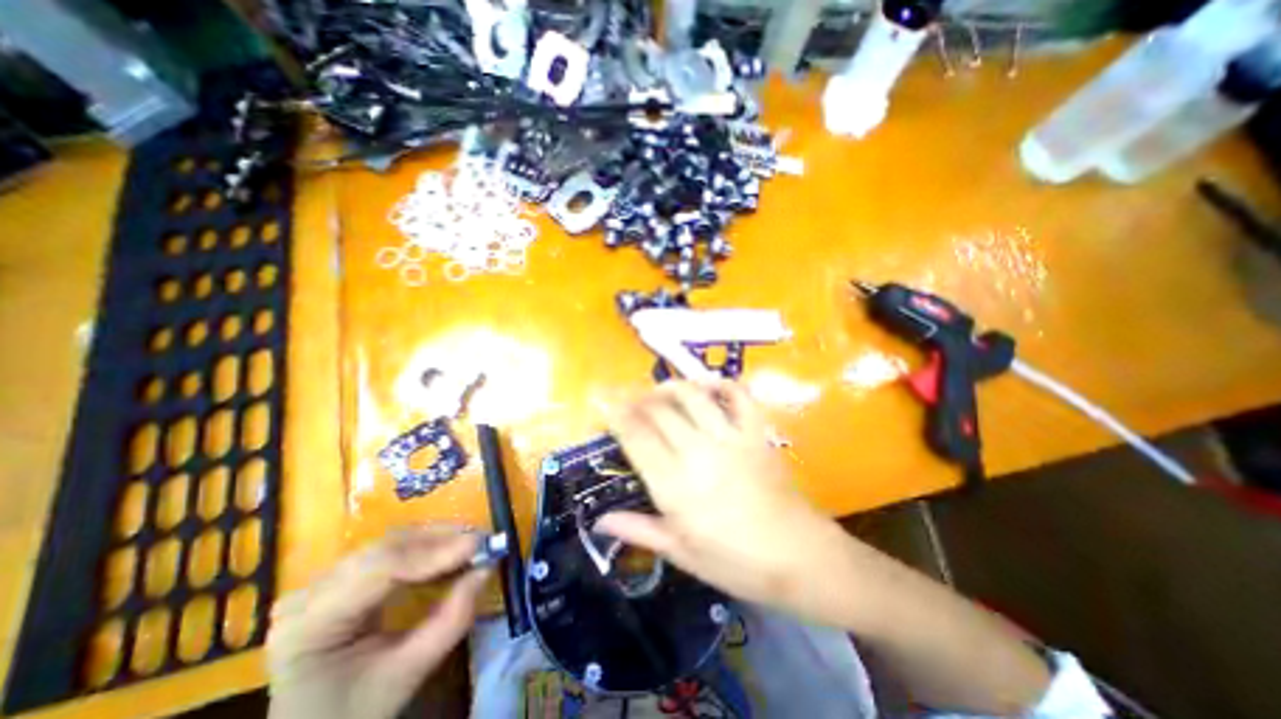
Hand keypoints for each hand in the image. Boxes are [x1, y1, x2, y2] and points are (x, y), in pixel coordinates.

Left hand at [264, 525, 490, 717]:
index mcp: (310, 623)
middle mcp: (310, 591)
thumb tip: (488, 568)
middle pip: (386, 548)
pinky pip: (390, 552)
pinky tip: (449, 553)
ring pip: (392, 543)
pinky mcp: (340, 577)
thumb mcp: (406, 675)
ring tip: (473, 545)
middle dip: (442, 540)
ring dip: (437, 540)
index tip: (481, 545)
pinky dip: (425, 549)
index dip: (436, 551)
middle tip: (484, 541)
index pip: (381, 568)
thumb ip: (451, 621)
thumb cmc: (354, 714)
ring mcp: (322, 581)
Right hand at [596, 382, 847, 617]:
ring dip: (670, 386)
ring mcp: (731, 438)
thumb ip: (639, 530)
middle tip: (625, 394)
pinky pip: (739, 396)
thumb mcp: (682, 554)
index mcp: (675, 486)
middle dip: (636, 396)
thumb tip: (599, 520)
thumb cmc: (737, 563)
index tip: (601, 396)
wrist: (800, 558)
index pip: (636, 436)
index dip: (615, 412)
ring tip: (658, 390)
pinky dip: (721, 384)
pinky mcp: (757, 433)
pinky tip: (707, 385)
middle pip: (659, 410)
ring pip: (693, 396)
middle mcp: (698, 452)